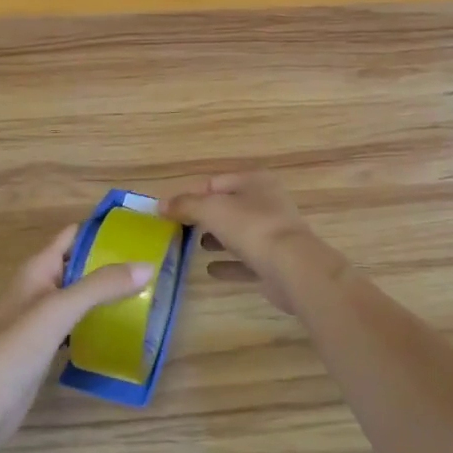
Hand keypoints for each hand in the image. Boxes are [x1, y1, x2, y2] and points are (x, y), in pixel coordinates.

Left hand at [0, 224, 152, 451]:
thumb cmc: (19, 344)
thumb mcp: (63, 307)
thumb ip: (103, 285)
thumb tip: (147, 266)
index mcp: (38, 268)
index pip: (72, 236)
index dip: (100, 229)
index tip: (136, 230)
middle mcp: (38, 287)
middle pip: (77, 265)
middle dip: (108, 263)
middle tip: (148, 264)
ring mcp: (40, 319)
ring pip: (77, 296)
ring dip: (104, 293)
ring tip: (142, 293)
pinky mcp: (44, 347)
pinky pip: (75, 324)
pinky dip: (95, 321)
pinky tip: (117, 329)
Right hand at [165, 173, 339, 314]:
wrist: (291, 267)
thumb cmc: (250, 227)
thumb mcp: (211, 209)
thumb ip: (186, 205)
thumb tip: (160, 205)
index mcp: (255, 181)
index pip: (216, 182)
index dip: (193, 194)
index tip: (171, 210)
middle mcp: (267, 202)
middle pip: (229, 207)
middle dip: (205, 217)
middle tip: (180, 229)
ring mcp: (273, 233)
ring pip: (239, 233)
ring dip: (218, 239)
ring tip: (193, 247)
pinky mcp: (275, 262)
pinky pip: (246, 261)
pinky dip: (228, 264)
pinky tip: (210, 270)